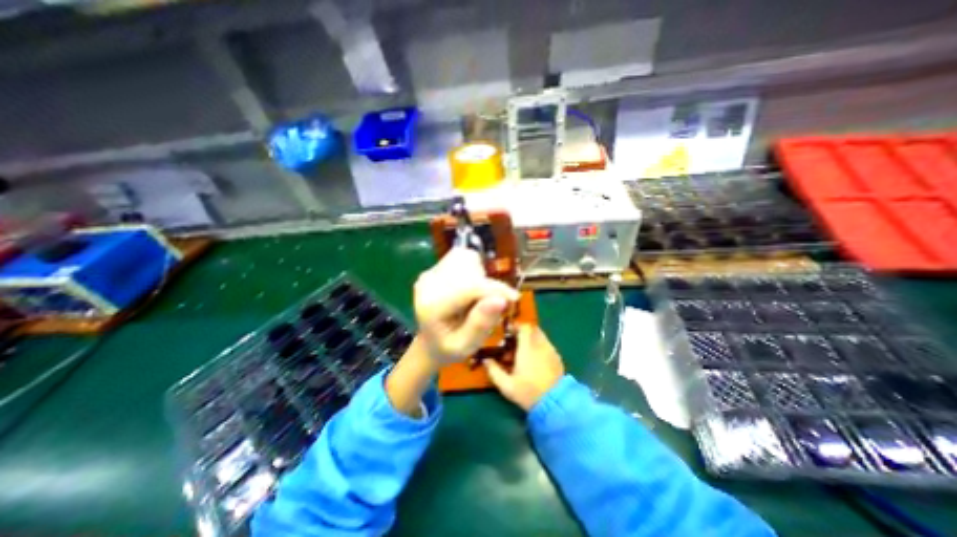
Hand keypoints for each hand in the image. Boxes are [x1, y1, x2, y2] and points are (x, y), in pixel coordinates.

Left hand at [411, 247, 515, 364]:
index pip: (469, 286)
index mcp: (432, 306)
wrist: (431, 341)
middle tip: (492, 304)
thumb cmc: (449, 348)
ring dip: (480, 275)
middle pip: (469, 268)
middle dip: (487, 284)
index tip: (514, 298)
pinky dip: (474, 269)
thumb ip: (481, 324)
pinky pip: (463, 257)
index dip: (495, 289)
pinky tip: (470, 288)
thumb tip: (500, 299)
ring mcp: (430, 273)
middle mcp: (428, 284)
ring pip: (467, 258)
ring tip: (477, 297)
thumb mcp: (467, 346)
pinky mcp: (435, 267)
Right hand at [488, 323, 562, 411]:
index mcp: (528, 348)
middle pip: (532, 329)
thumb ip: (493, 370)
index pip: (524, 327)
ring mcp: (551, 350)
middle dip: (522, 333)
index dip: (515, 326)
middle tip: (513, 343)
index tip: (507, 333)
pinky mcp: (557, 357)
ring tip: (522, 353)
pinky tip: (533, 361)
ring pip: (540, 336)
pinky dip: (538, 346)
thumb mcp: (506, 385)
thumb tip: (485, 359)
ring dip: (530, 339)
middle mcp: (540, 345)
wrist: (555, 404)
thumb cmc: (528, 392)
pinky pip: (546, 344)